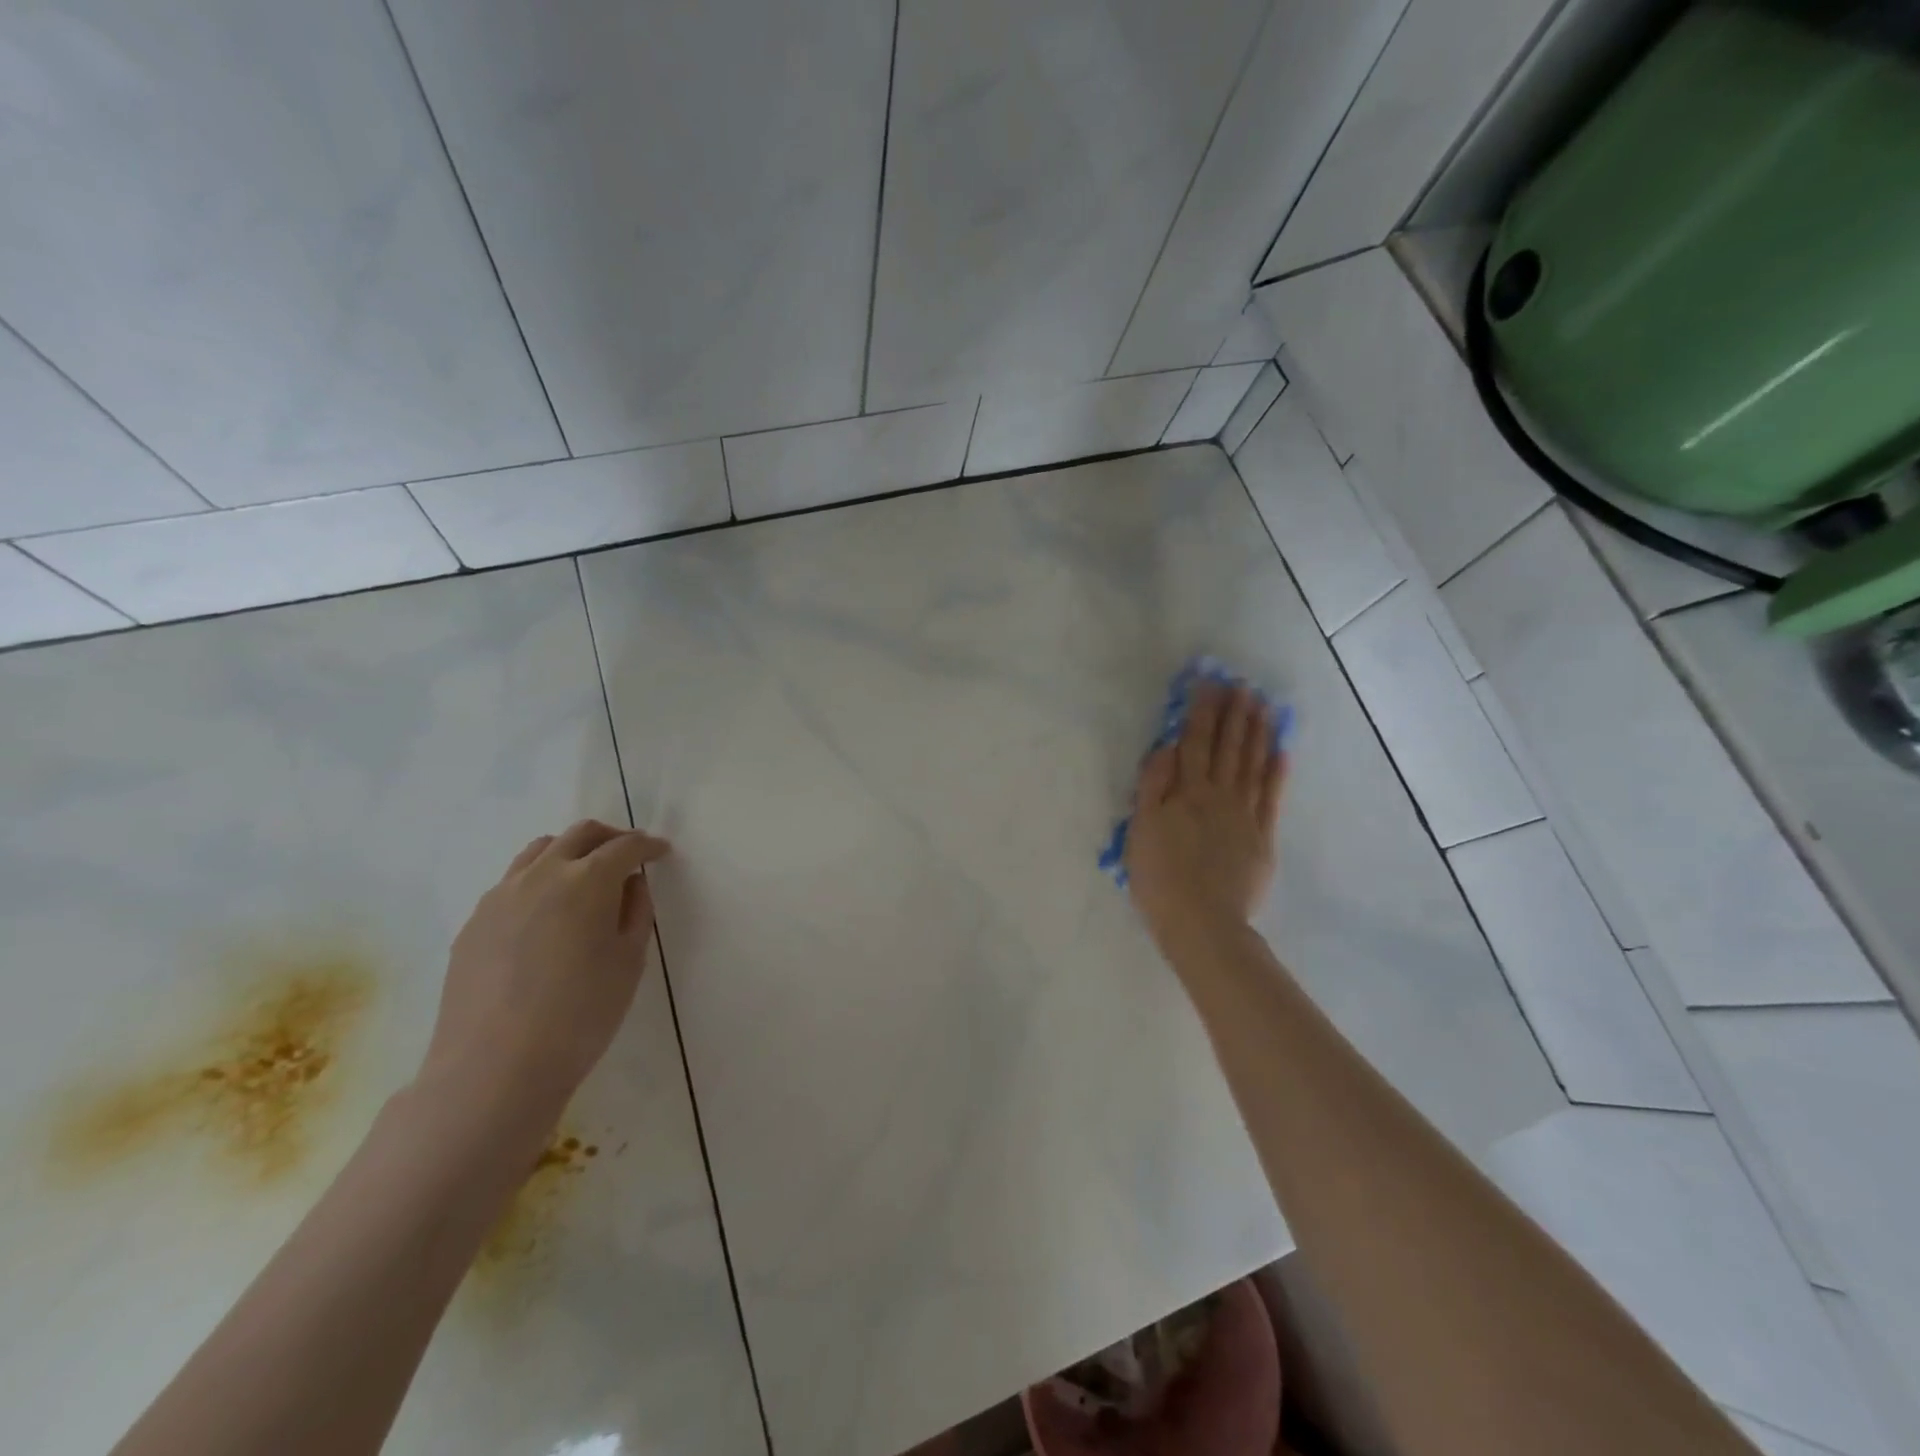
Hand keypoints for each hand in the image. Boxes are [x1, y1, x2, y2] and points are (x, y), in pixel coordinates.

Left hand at [418, 819, 669, 1132]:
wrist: (494, 1068)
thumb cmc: (581, 1014)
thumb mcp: (629, 961)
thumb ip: (636, 912)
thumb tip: (631, 885)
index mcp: (587, 880)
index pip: (625, 847)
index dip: (648, 846)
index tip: (662, 853)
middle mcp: (542, 874)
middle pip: (580, 835)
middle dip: (610, 837)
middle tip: (628, 855)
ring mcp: (501, 896)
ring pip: (539, 851)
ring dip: (570, 851)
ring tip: (585, 875)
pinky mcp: (474, 922)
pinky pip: (512, 882)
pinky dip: (539, 879)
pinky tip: (546, 913)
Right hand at [1125, 681, 1285, 959]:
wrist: (1202, 922)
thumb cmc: (1159, 877)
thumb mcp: (1140, 829)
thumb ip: (1153, 785)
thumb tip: (1168, 747)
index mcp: (1186, 792)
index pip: (1195, 742)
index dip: (1202, 712)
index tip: (1209, 684)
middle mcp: (1218, 795)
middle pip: (1228, 748)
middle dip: (1235, 714)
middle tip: (1243, 686)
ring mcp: (1245, 815)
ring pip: (1253, 765)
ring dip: (1258, 733)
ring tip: (1263, 706)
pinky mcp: (1263, 838)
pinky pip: (1272, 797)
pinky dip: (1277, 772)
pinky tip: (1281, 751)